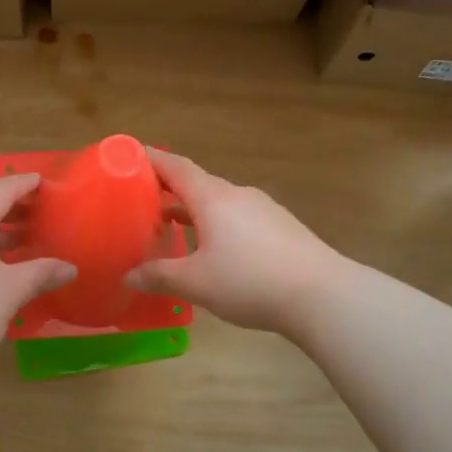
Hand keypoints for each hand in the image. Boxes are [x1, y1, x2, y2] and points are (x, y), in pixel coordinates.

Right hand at [126, 149, 348, 336]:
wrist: (322, 294)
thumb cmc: (250, 281)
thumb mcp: (196, 283)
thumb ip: (159, 276)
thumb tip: (129, 276)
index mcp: (212, 198)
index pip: (175, 167)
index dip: (151, 160)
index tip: (129, 157)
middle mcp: (237, 195)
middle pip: (197, 183)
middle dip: (168, 190)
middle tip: (142, 202)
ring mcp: (263, 209)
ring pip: (219, 202)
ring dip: (193, 210)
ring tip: (173, 228)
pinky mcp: (281, 227)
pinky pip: (239, 217)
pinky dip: (217, 224)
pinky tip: (215, 249)